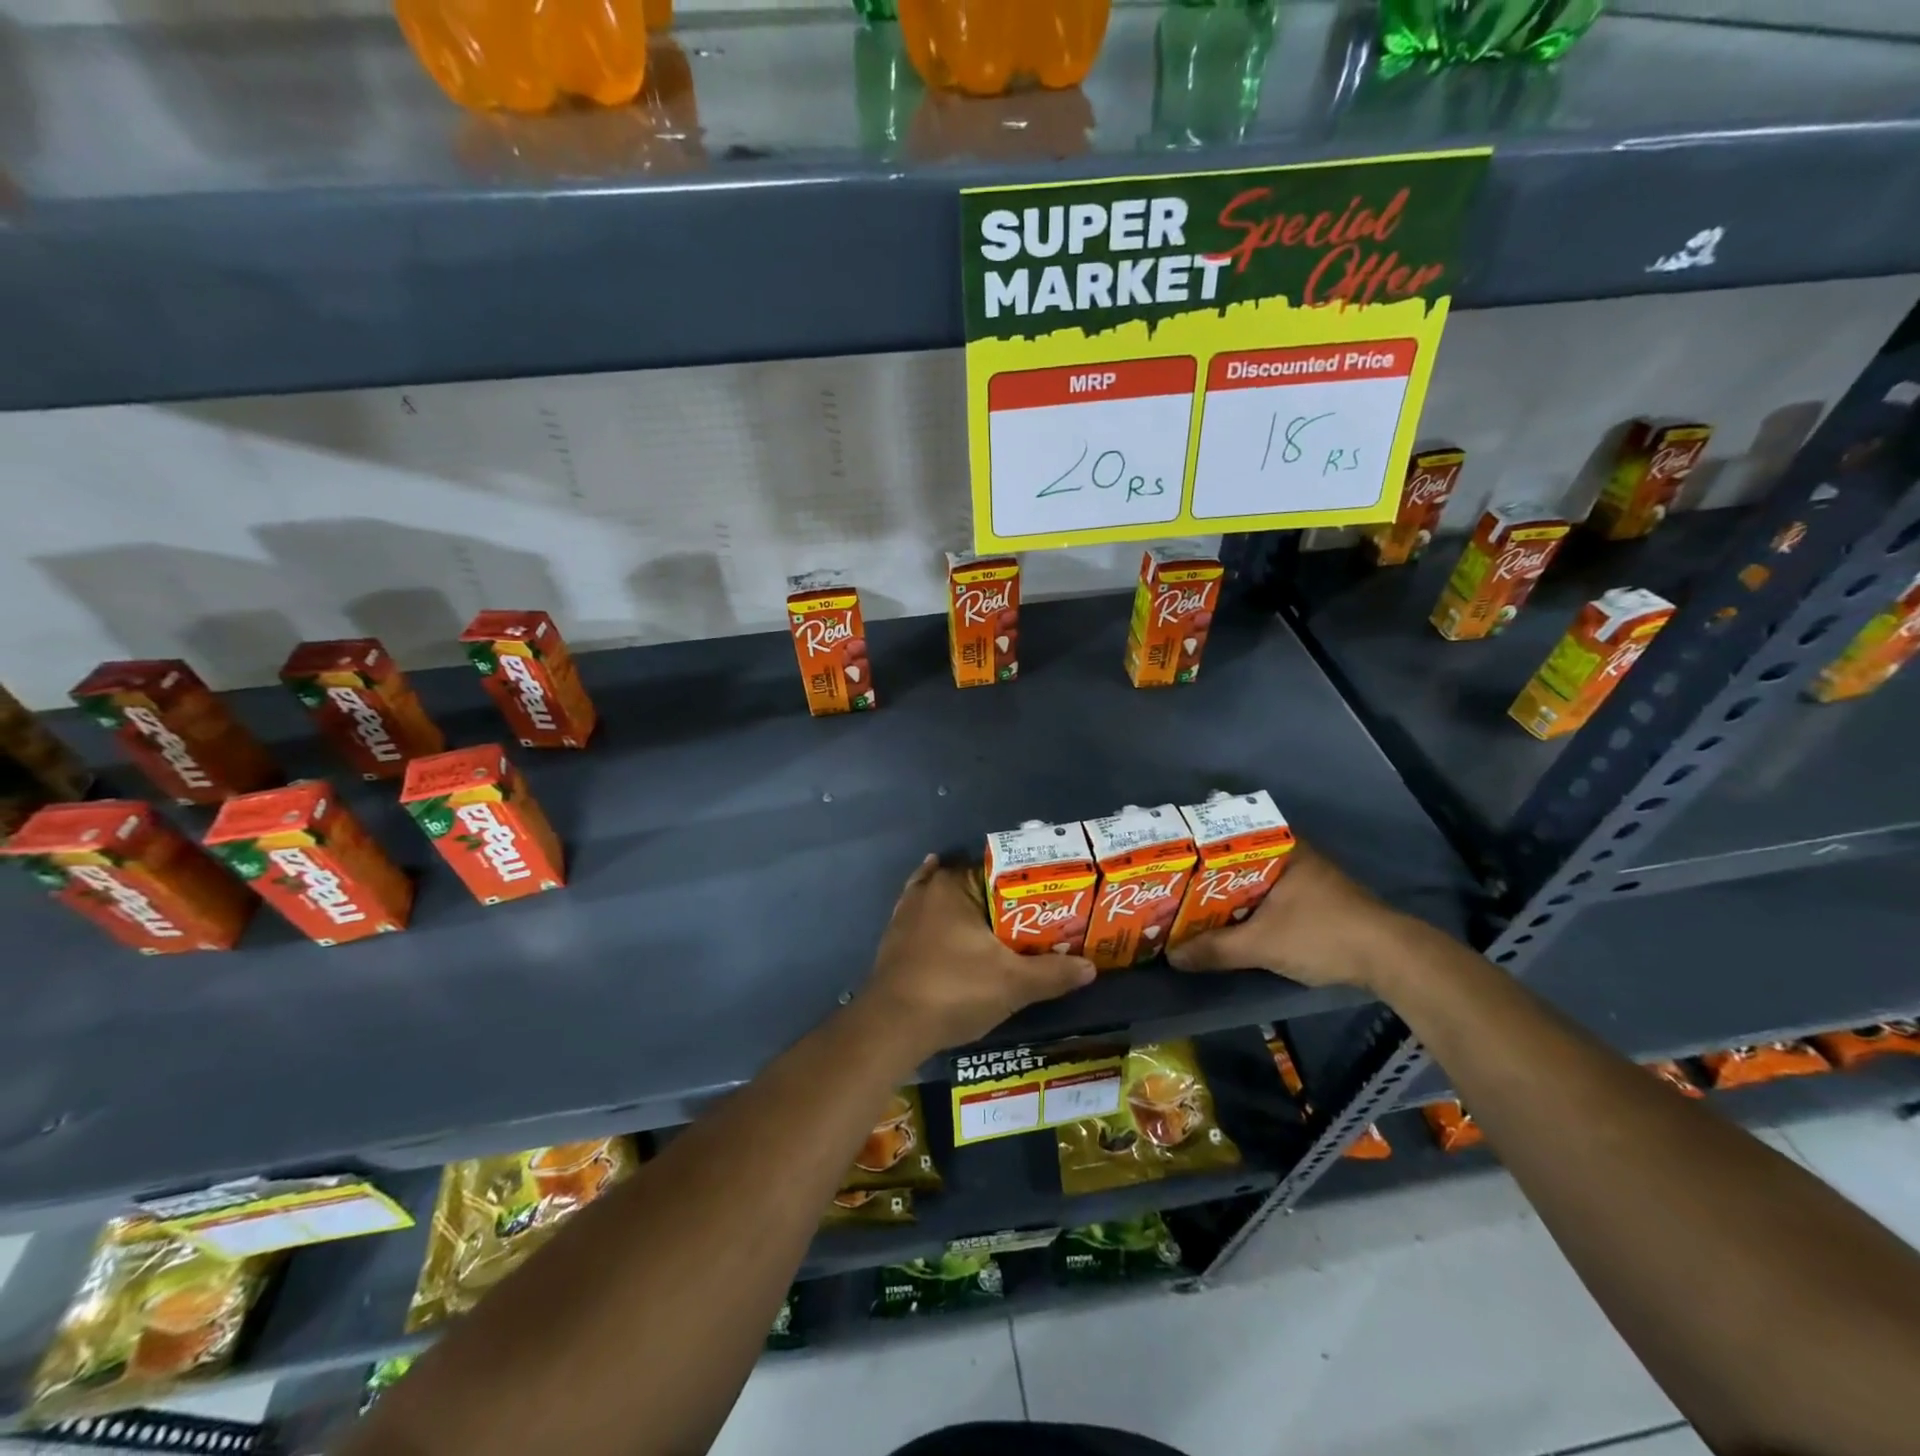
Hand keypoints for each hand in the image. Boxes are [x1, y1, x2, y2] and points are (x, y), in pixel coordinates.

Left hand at [860, 856, 1095, 1058]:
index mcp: (955, 886)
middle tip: (1034, 916)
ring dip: (970, 908)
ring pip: (946, 900)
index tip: (1049, 899)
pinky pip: (925, 918)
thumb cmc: (954, 990)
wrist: (892, 1027)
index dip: (1026, 884)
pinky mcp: (894, 939)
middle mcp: (927, 890)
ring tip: (1000, 921)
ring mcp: (905, 913)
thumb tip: (1091, 967)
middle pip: (973, 885)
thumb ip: (1053, 973)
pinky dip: (941, 919)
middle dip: (1000, 898)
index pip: (998, 870)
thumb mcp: (1013, 984)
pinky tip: (951, 923)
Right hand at [1166, 843, 1403, 988]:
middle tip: (1169, 887)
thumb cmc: (1322, 934)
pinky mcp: (1314, 901)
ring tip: (1187, 906)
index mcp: (1279, 847)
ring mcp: (1305, 877)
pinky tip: (1225, 922)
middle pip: (1235, 861)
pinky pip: (1266, 896)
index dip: (1194, 848)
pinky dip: (1245, 907)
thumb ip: (1216, 949)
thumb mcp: (1262, 944)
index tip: (1166, 861)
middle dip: (1205, 876)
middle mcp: (1291, 854)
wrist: (1391, 960)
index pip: (1225, 835)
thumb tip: (1172, 957)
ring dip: (1225, 895)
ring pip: (1251, 881)